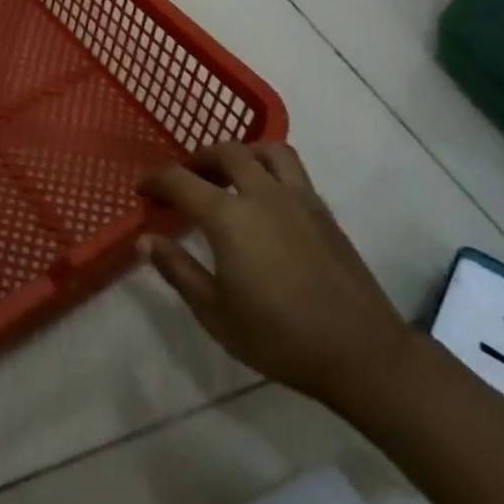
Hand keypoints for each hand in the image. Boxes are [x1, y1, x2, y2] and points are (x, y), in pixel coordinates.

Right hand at [141, 141, 413, 408]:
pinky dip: (269, 169)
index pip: (181, 181)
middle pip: (226, 152)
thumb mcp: (215, 312)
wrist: (361, 352)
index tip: (142, 191)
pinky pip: (292, 169)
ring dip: (241, 153)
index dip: (156, 181)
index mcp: (230, 216)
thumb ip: (178, 269)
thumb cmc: (279, 337)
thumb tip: (146, 239)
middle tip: (183, 180)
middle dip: (197, 160)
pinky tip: (264, 200)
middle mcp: (263, 193)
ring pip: (267, 150)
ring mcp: (299, 198)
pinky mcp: (323, 211)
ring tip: (228, 176)